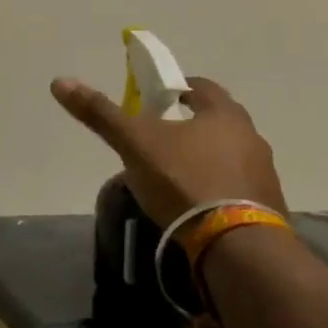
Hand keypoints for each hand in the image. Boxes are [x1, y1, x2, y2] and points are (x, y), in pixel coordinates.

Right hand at [51, 74, 286, 230]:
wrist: (237, 245)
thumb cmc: (184, 180)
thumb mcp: (134, 144)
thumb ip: (100, 113)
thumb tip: (60, 81)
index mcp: (223, 113)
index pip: (201, 87)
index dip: (176, 89)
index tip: (156, 100)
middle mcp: (251, 137)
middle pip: (217, 121)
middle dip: (190, 124)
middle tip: (159, 137)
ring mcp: (264, 174)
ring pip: (228, 154)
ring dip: (205, 157)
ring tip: (174, 174)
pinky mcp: (267, 208)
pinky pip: (237, 187)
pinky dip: (216, 188)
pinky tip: (196, 204)